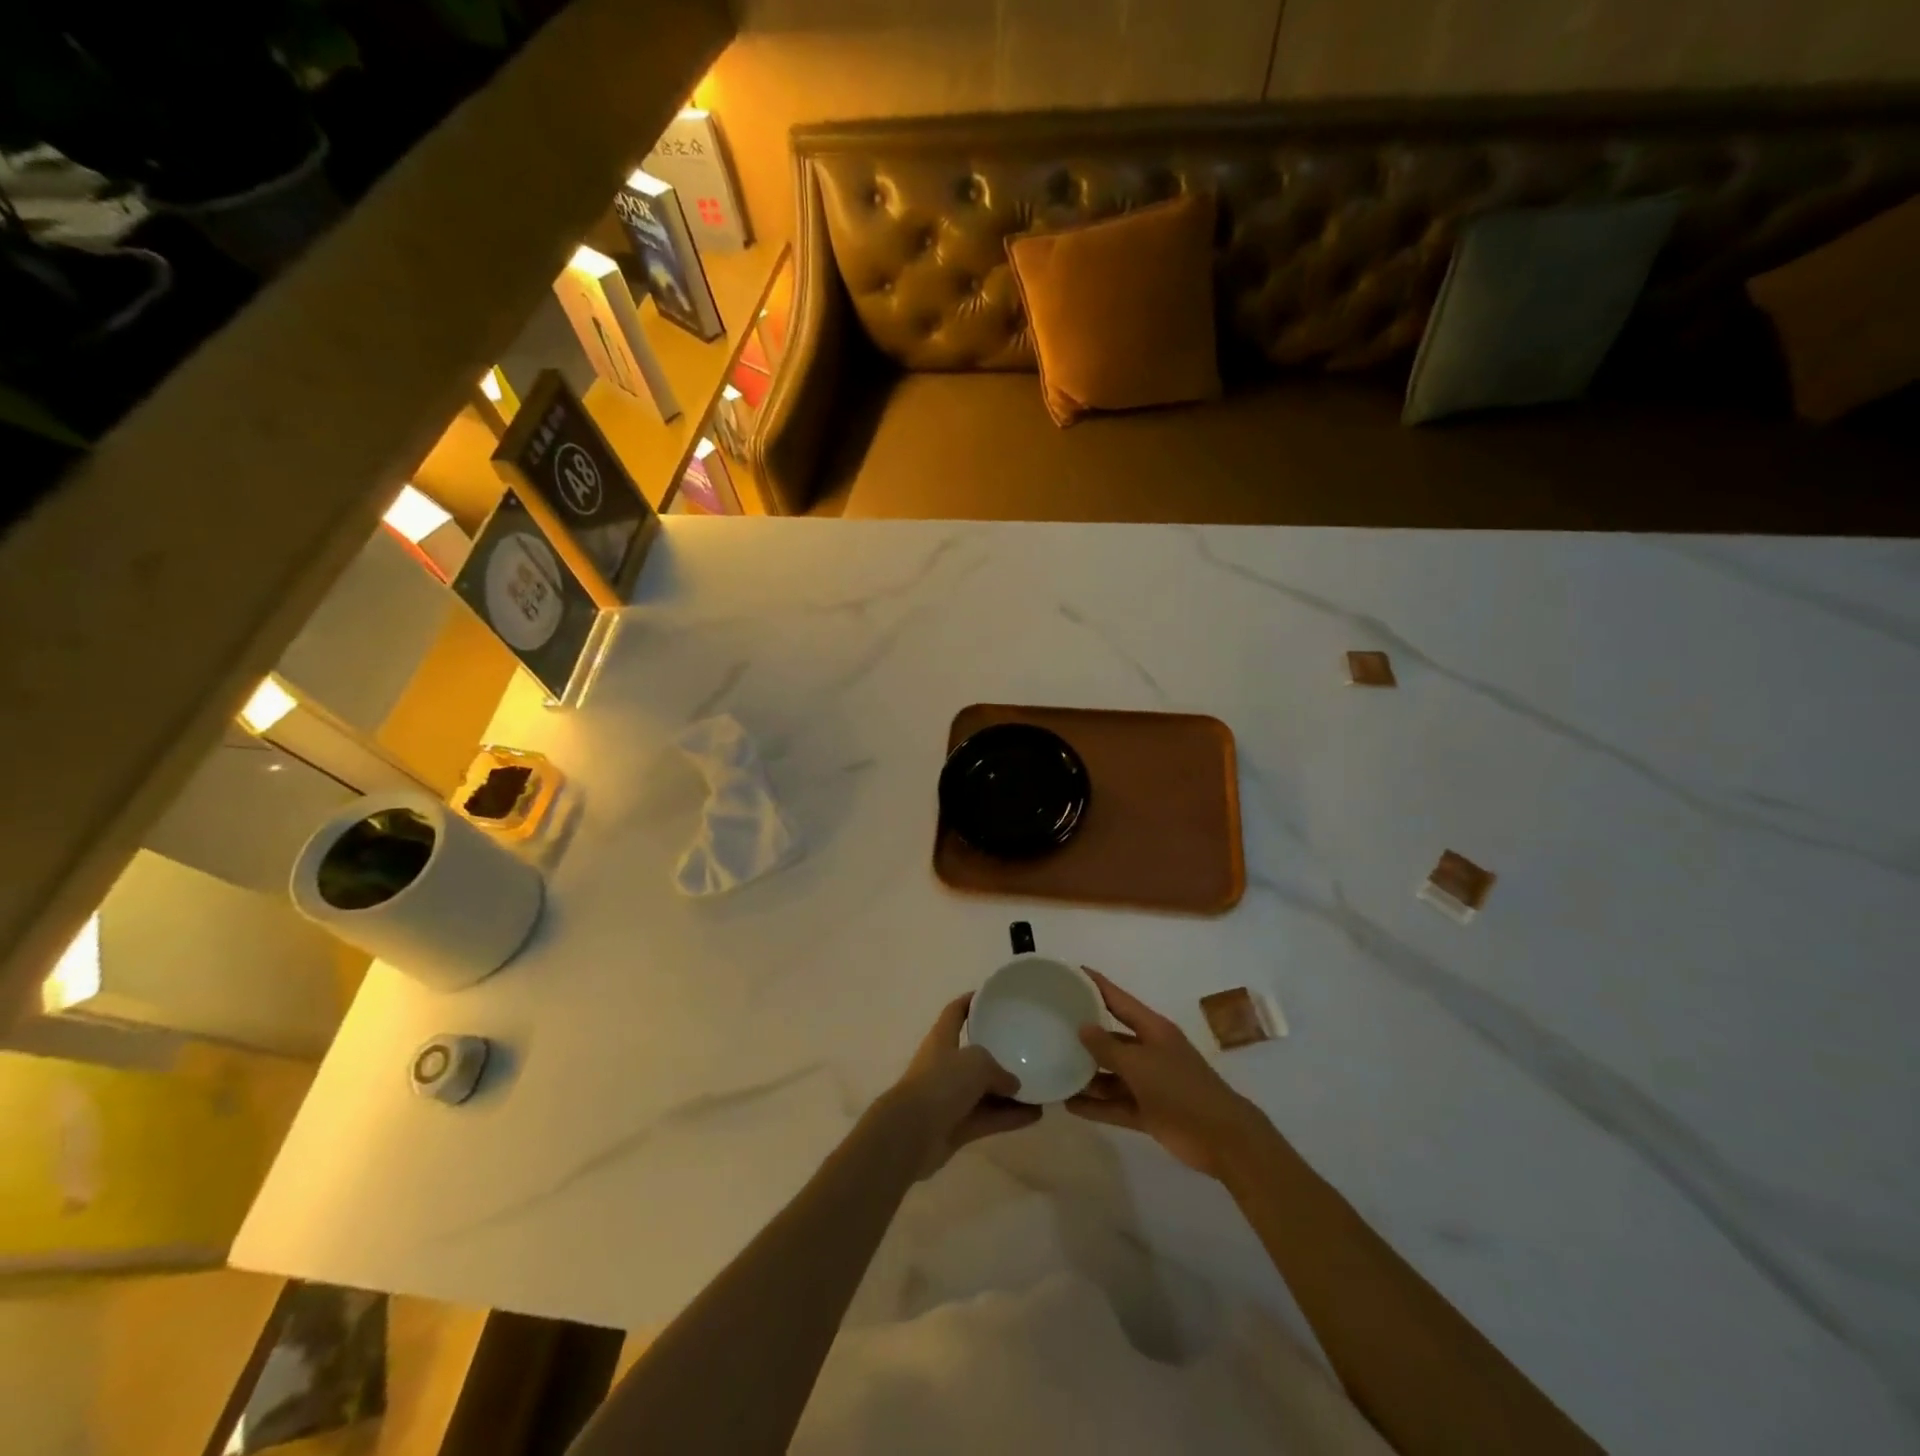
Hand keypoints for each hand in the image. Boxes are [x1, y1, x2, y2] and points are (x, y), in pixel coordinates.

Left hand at [884, 994, 1040, 1178]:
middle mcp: (944, 1065)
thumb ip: (998, 1070)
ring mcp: (949, 1097)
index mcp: (942, 1039)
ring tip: (1039, 1088)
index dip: (970, 1002)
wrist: (911, 1133)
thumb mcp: (976, 1063)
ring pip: (984, 1090)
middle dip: (997, 1055)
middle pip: (973, 1055)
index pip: (955, 1012)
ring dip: (1009, 1092)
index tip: (991, 997)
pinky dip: (1009, 1117)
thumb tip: (1013, 1084)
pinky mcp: (956, 1126)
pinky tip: (1035, 1116)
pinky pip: (988, 1117)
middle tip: (1025, 1050)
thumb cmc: (941, 1083)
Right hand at [1068, 969, 1274, 1180]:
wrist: (1223, 1140)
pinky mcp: (1149, 1111)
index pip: (1118, 1000)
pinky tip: (1068, 1105)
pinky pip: (1115, 1104)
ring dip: (1087, 1075)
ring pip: (1111, 1074)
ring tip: (1053, 1069)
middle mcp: (1149, 1051)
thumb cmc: (1181, 1090)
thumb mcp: (1141, 1065)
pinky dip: (1096, 1105)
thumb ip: (1109, 1048)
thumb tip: (1083, 1027)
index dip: (1096, 985)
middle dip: (1085, 1034)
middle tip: (1051, 1025)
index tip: (1070, 973)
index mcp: (1153, 1030)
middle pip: (1112, 1038)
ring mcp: (1149, 1083)